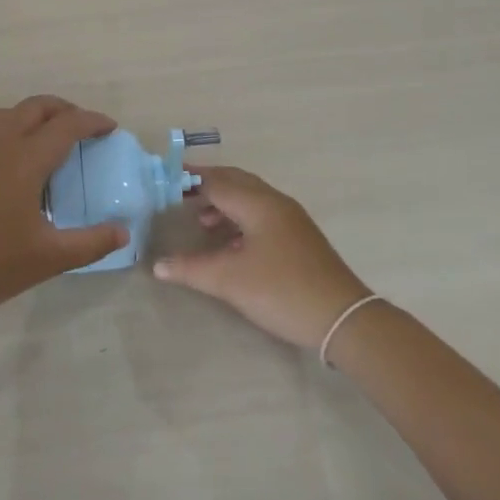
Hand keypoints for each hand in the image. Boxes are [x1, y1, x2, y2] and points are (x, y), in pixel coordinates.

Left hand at [0, 96, 127, 327]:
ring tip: (47, 135)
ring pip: (7, 113)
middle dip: (63, 110)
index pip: (66, 125)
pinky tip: (11, 158)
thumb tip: (123, 231)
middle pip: (36, 107)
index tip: (109, 128)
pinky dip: (8, 129)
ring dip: (33, 114)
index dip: (92, 121)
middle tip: (82, 127)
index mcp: (25, 159)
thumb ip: (91, 243)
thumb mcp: (49, 259)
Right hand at [153, 165, 371, 348]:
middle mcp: (275, 202)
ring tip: (201, 221)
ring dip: (224, 203)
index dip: (189, 181)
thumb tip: (157, 266)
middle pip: (235, 181)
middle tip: (179, 194)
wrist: (343, 318)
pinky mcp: (299, 237)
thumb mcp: (230, 281)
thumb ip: (191, 269)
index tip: (164, 184)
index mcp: (258, 203)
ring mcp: (291, 219)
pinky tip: (230, 242)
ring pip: (250, 198)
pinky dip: (240, 218)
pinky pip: (261, 214)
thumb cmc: (282, 291)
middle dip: (207, 185)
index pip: (216, 182)